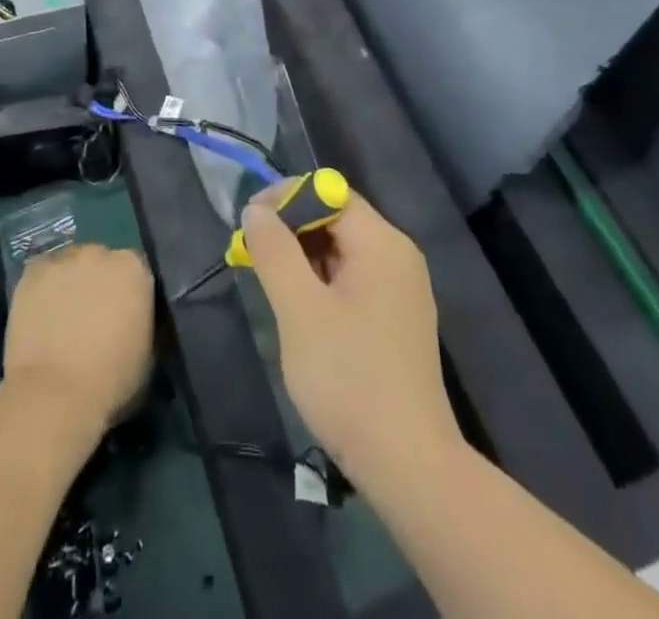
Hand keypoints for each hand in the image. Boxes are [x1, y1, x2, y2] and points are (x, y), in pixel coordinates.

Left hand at [3, 244, 153, 430]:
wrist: (55, 395)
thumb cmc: (111, 381)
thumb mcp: (147, 352)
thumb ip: (141, 320)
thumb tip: (132, 318)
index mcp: (134, 268)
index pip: (134, 269)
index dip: (126, 292)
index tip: (120, 314)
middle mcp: (100, 253)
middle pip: (100, 261)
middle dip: (97, 282)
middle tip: (89, 316)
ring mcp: (63, 261)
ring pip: (69, 265)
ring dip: (69, 283)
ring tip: (60, 317)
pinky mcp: (32, 273)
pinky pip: (41, 275)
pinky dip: (42, 290)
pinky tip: (40, 316)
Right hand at [242, 192, 462, 488]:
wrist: (409, 465)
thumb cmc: (349, 379)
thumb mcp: (299, 310)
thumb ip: (275, 252)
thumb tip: (256, 210)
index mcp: (382, 242)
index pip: (331, 192)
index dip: (287, 198)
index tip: (249, 221)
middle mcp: (398, 255)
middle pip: (338, 218)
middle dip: (292, 228)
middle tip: (252, 254)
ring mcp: (402, 289)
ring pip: (344, 251)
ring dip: (304, 256)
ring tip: (270, 282)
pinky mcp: (398, 319)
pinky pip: (355, 279)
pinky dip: (323, 281)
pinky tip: (300, 309)